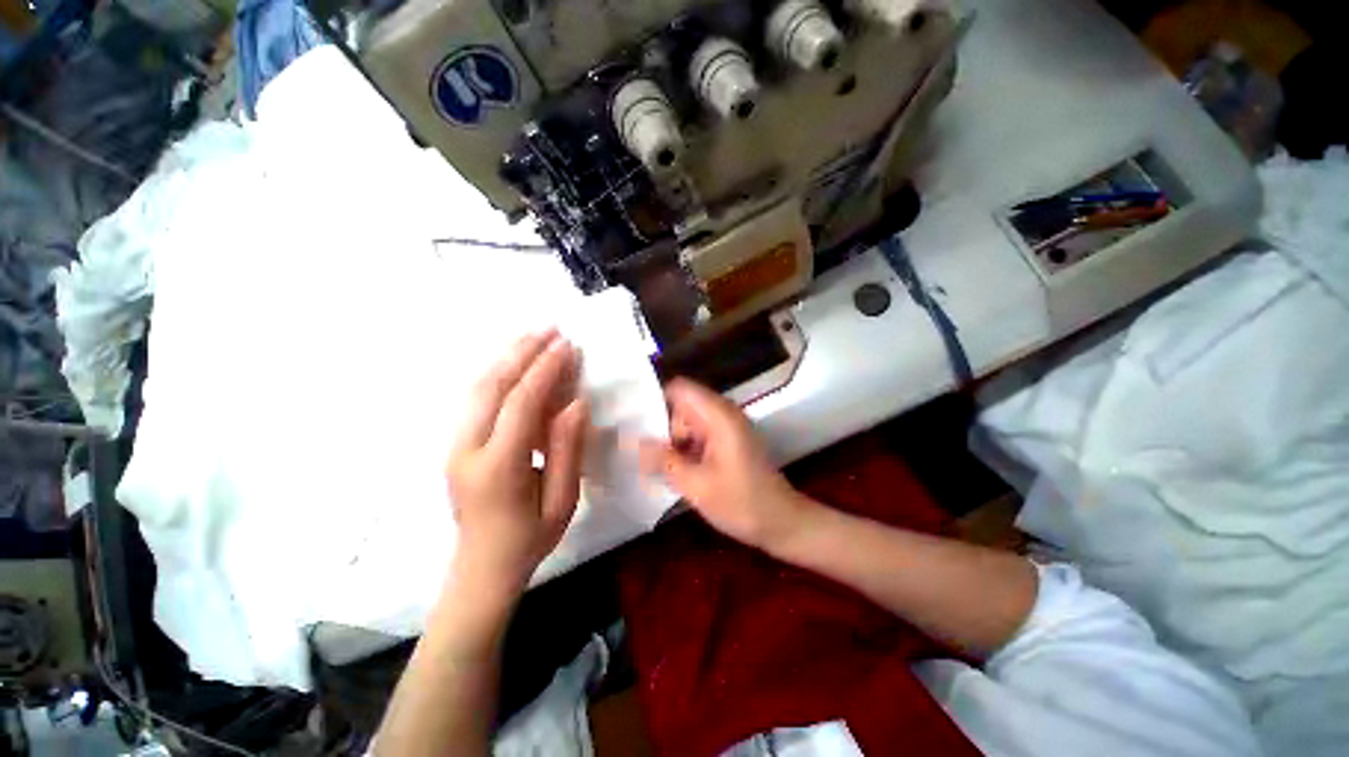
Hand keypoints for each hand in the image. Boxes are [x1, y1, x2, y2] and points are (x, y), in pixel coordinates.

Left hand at [446, 330, 589, 599]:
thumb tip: (576, 403)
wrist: (480, 569)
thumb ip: (567, 449)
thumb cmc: (529, 539)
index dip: (545, 371)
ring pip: (478, 388)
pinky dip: (498, 373)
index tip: (568, 346)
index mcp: (497, 467)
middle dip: (522, 353)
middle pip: (492, 386)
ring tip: (534, 336)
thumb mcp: (562, 500)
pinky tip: (515, 361)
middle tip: (550, 329)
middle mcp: (467, 449)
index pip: (521, 404)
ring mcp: (455, 445)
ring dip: (507, 357)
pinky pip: (476, 399)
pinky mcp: (456, 444)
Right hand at [639, 379, 815, 551]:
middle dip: (661, 426)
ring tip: (652, 464)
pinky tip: (672, 469)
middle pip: (682, 406)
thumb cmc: (741, 503)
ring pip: (688, 422)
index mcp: (718, 416)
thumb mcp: (696, 485)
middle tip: (642, 453)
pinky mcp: (728, 441)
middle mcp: (723, 413)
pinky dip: (684, 448)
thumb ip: (663, 460)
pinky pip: (698, 435)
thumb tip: (632, 441)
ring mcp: (727, 427)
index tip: (634, 421)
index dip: (656, 398)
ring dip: (671, 440)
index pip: (680, 388)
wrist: (782, 523)